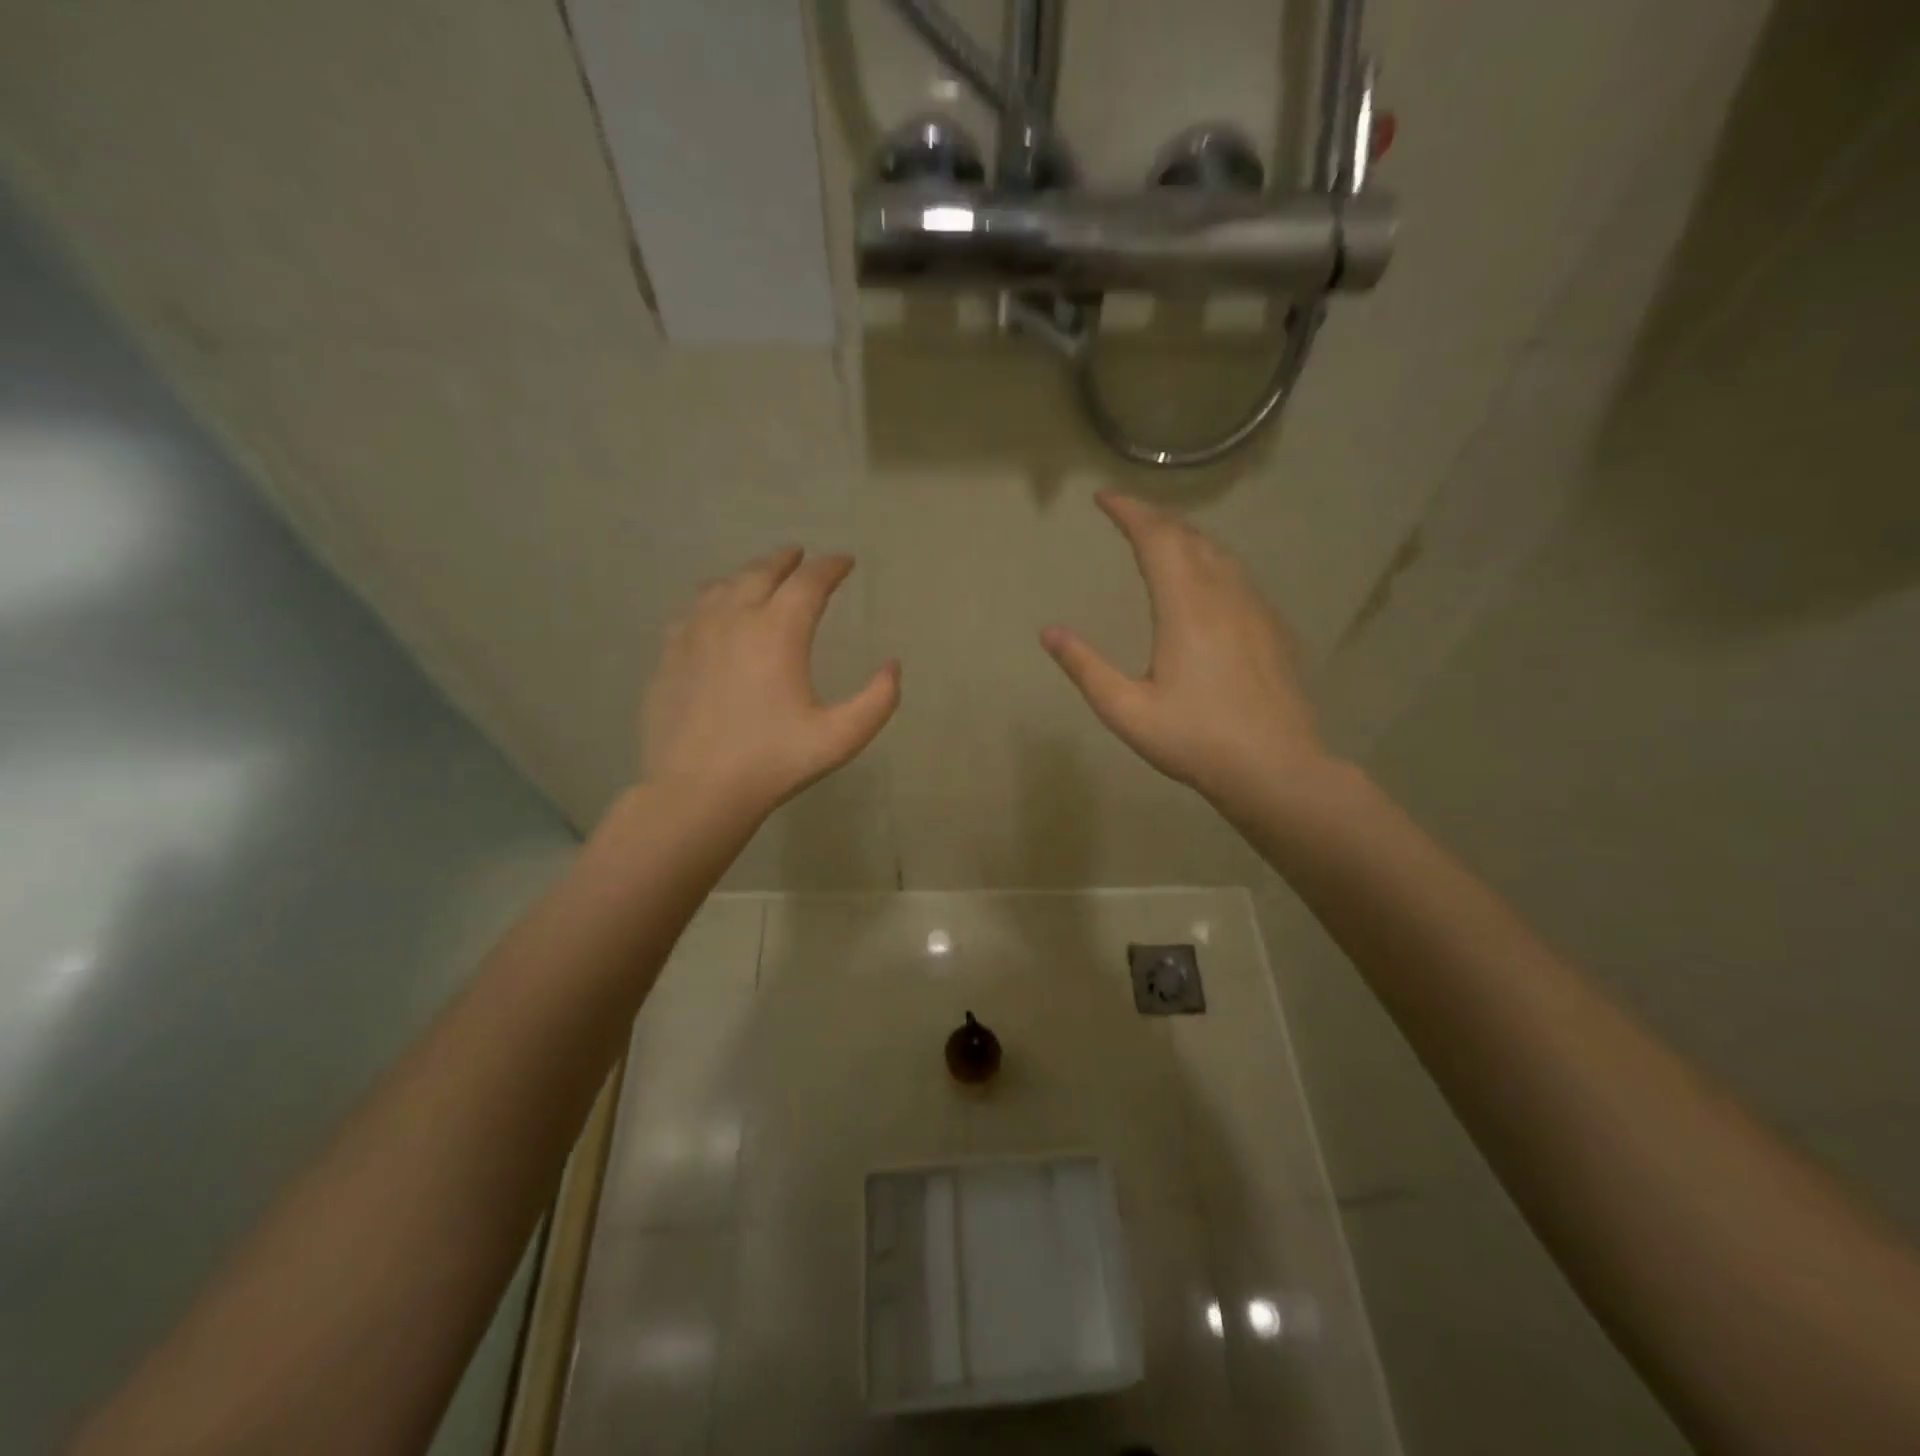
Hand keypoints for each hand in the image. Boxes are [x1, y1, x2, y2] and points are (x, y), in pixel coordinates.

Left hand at [641, 548, 898, 820]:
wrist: (696, 790)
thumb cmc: (774, 762)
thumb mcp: (841, 737)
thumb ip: (877, 700)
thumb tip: (892, 666)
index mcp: (778, 632)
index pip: (809, 582)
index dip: (830, 567)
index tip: (845, 562)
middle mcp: (734, 618)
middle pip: (762, 572)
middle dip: (787, 560)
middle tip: (801, 556)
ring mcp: (694, 634)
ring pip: (723, 586)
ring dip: (748, 575)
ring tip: (761, 577)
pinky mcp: (668, 655)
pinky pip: (692, 610)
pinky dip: (713, 598)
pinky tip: (714, 610)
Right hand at [1041, 493, 1331, 810]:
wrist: (1276, 767)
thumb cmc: (1195, 740)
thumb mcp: (1126, 711)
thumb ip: (1086, 668)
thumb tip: (1048, 633)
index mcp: (1185, 608)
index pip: (1157, 539)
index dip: (1129, 512)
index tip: (1104, 499)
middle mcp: (1223, 595)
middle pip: (1188, 537)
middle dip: (1154, 518)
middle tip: (1126, 514)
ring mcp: (1254, 609)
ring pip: (1218, 552)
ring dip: (1184, 536)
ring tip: (1159, 538)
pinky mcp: (1271, 627)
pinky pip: (1236, 574)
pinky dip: (1209, 560)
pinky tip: (1203, 580)